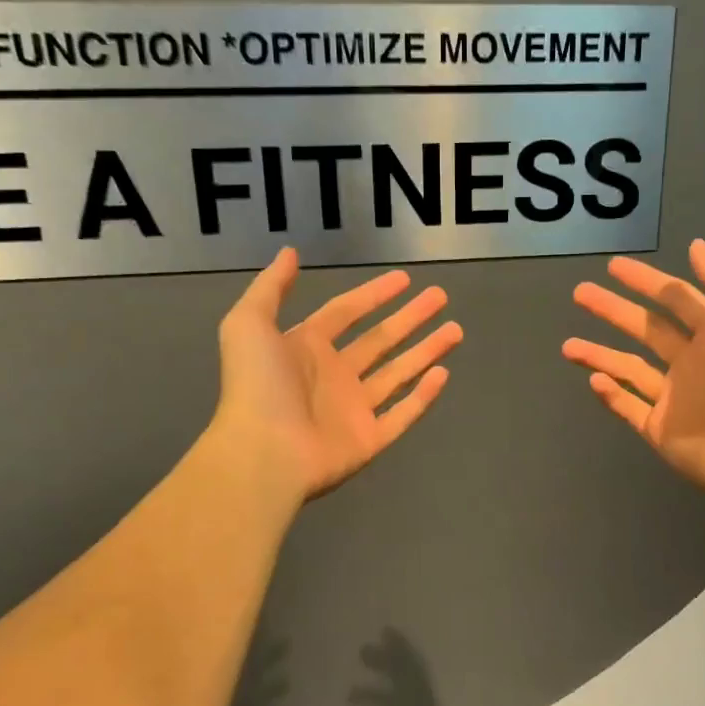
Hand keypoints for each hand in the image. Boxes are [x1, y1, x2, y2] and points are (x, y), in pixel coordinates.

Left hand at [212, 249, 461, 500]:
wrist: (263, 453)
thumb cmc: (257, 386)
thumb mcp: (249, 324)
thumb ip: (270, 287)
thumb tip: (289, 252)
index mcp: (306, 348)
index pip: (346, 313)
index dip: (374, 294)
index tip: (405, 279)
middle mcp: (333, 376)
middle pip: (380, 340)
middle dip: (411, 318)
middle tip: (440, 297)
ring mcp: (353, 410)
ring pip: (398, 374)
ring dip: (426, 351)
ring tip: (455, 329)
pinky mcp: (369, 440)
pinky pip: (402, 414)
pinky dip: (423, 396)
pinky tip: (443, 373)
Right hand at [562, 239, 704, 498]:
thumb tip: (696, 246)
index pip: (676, 300)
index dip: (646, 281)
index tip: (613, 267)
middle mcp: (692, 362)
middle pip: (645, 329)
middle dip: (613, 310)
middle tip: (580, 294)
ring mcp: (673, 398)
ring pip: (629, 368)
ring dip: (599, 354)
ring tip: (567, 347)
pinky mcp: (659, 429)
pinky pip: (628, 407)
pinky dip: (610, 395)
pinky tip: (592, 380)